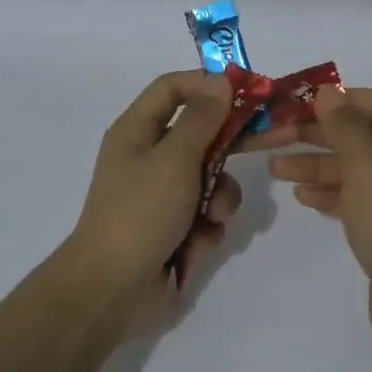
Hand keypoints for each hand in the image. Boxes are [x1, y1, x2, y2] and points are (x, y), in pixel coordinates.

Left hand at [64, 70, 243, 323]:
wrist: (112, 289)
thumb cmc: (140, 213)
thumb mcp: (174, 160)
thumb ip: (202, 120)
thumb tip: (221, 81)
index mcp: (136, 131)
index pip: (172, 88)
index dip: (206, 84)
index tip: (245, 92)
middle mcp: (148, 157)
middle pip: (198, 133)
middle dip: (225, 147)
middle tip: (260, 146)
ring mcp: (160, 194)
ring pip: (208, 177)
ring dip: (218, 196)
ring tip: (212, 217)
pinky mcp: (172, 227)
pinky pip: (204, 213)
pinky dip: (206, 226)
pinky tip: (197, 243)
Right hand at [247, 87, 371, 335]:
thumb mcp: (366, 168)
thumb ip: (344, 127)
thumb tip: (327, 92)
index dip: (340, 99)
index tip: (300, 103)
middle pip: (362, 136)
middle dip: (317, 136)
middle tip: (273, 135)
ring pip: (355, 168)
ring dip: (316, 165)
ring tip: (274, 168)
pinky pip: (356, 197)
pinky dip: (330, 193)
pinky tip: (300, 196)